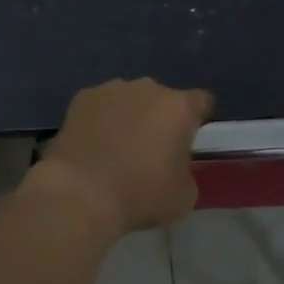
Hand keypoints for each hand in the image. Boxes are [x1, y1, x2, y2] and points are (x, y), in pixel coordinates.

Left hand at [38, 79, 213, 233]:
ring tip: (116, 148)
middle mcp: (148, 88)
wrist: (81, 194)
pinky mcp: (82, 97)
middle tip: (150, 150)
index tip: (189, 141)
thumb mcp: (184, 195)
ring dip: (129, 116)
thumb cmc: (140, 195)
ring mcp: (112, 88)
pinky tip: (92, 145)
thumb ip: (186, 169)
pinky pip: (101, 105)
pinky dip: (100, 119)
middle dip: (160, 119)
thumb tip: (174, 163)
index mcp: (179, 107)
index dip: (198, 119)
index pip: (201, 102)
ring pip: (130, 99)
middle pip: (162, 99)